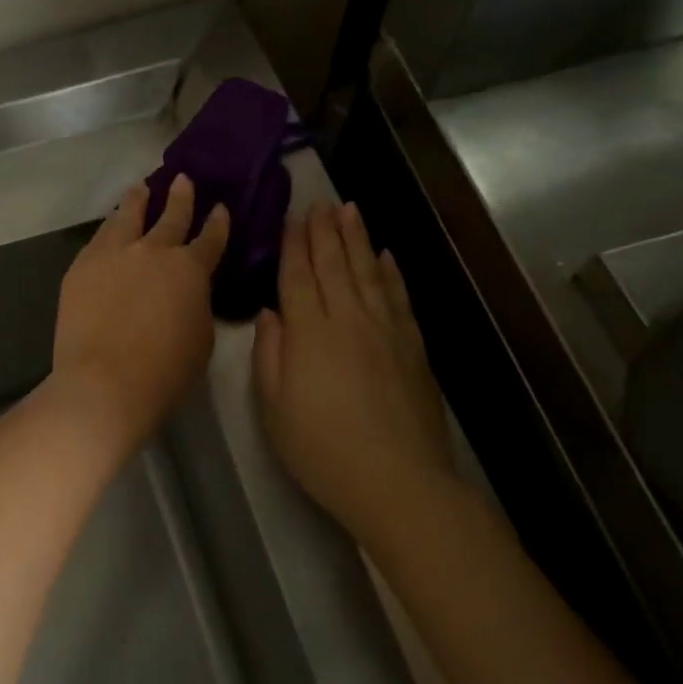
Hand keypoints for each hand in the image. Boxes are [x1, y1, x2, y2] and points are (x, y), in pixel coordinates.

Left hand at [51, 175, 229, 452]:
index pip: (210, 239)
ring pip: (127, 216)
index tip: (220, 207)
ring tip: (139, 188)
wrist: (105, 382)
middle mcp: (153, 251)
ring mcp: (114, 254)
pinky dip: (109, 226)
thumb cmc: (165, 372)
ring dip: (137, 200)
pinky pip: (99, 237)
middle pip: (170, 216)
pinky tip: (109, 224)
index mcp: (190, 270)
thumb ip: (197, 304)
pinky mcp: (82, 266)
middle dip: (179, 197)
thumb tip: (187, 292)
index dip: (217, 223)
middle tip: (182, 179)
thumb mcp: (201, 338)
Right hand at [254, 201, 452, 535]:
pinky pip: (399, 297)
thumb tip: (271, 314)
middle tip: (320, 202)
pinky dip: (391, 272)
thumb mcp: (274, 408)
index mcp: (309, 333)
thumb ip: (269, 355)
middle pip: (334, 265)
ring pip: (368, 272)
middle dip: (324, 231)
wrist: (398, 481)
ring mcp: (386, 330)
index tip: (292, 217)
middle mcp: (349, 319)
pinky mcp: (413, 347)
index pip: (298, 276)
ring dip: (357, 239)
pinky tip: (385, 256)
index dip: (293, 244)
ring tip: (350, 211)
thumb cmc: (321, 449)